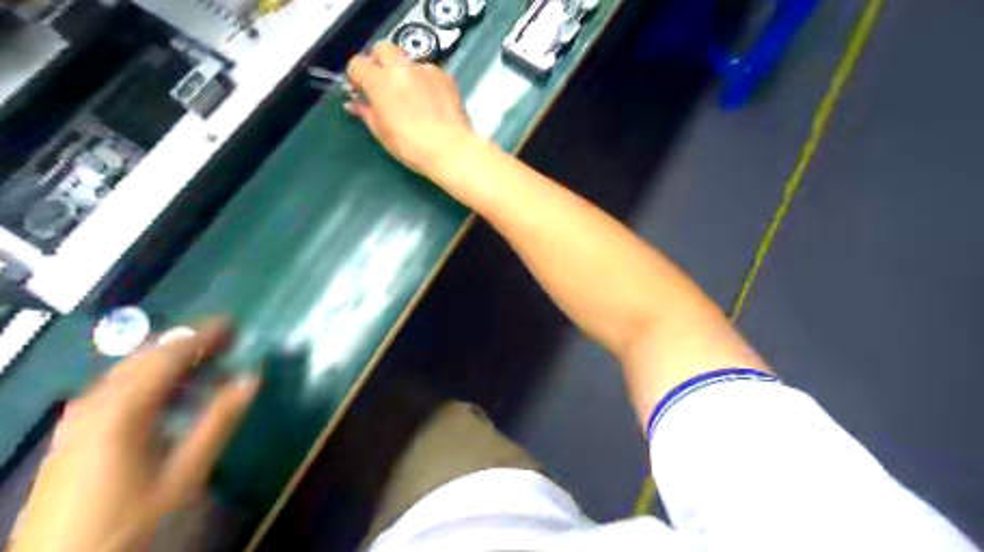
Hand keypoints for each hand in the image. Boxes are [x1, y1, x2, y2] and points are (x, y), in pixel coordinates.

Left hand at [10, 317, 257, 550]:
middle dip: (189, 342)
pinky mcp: (75, 431)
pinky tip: (169, 393)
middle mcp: (96, 401)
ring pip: (130, 370)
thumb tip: (252, 378)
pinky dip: (150, 378)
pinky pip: (118, 386)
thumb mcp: (184, 473)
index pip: (169, 355)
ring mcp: (80, 415)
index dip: (204, 336)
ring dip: (170, 360)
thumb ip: (219, 421)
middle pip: (146, 356)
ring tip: (206, 363)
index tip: (234, 324)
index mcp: (123, 407)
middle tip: (226, 339)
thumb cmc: (128, 517)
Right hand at [348, 43, 477, 180]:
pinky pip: (428, 71)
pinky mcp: (445, 76)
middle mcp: (402, 68)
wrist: (451, 150)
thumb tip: (355, 104)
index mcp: (380, 81)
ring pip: (407, 60)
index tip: (360, 90)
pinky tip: (430, 101)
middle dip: (378, 61)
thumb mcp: (382, 134)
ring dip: (403, 72)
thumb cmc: (412, 147)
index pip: (357, 63)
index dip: (356, 76)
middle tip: (382, 84)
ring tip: (410, 96)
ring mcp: (426, 70)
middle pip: (382, 48)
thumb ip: (367, 113)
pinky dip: (424, 81)